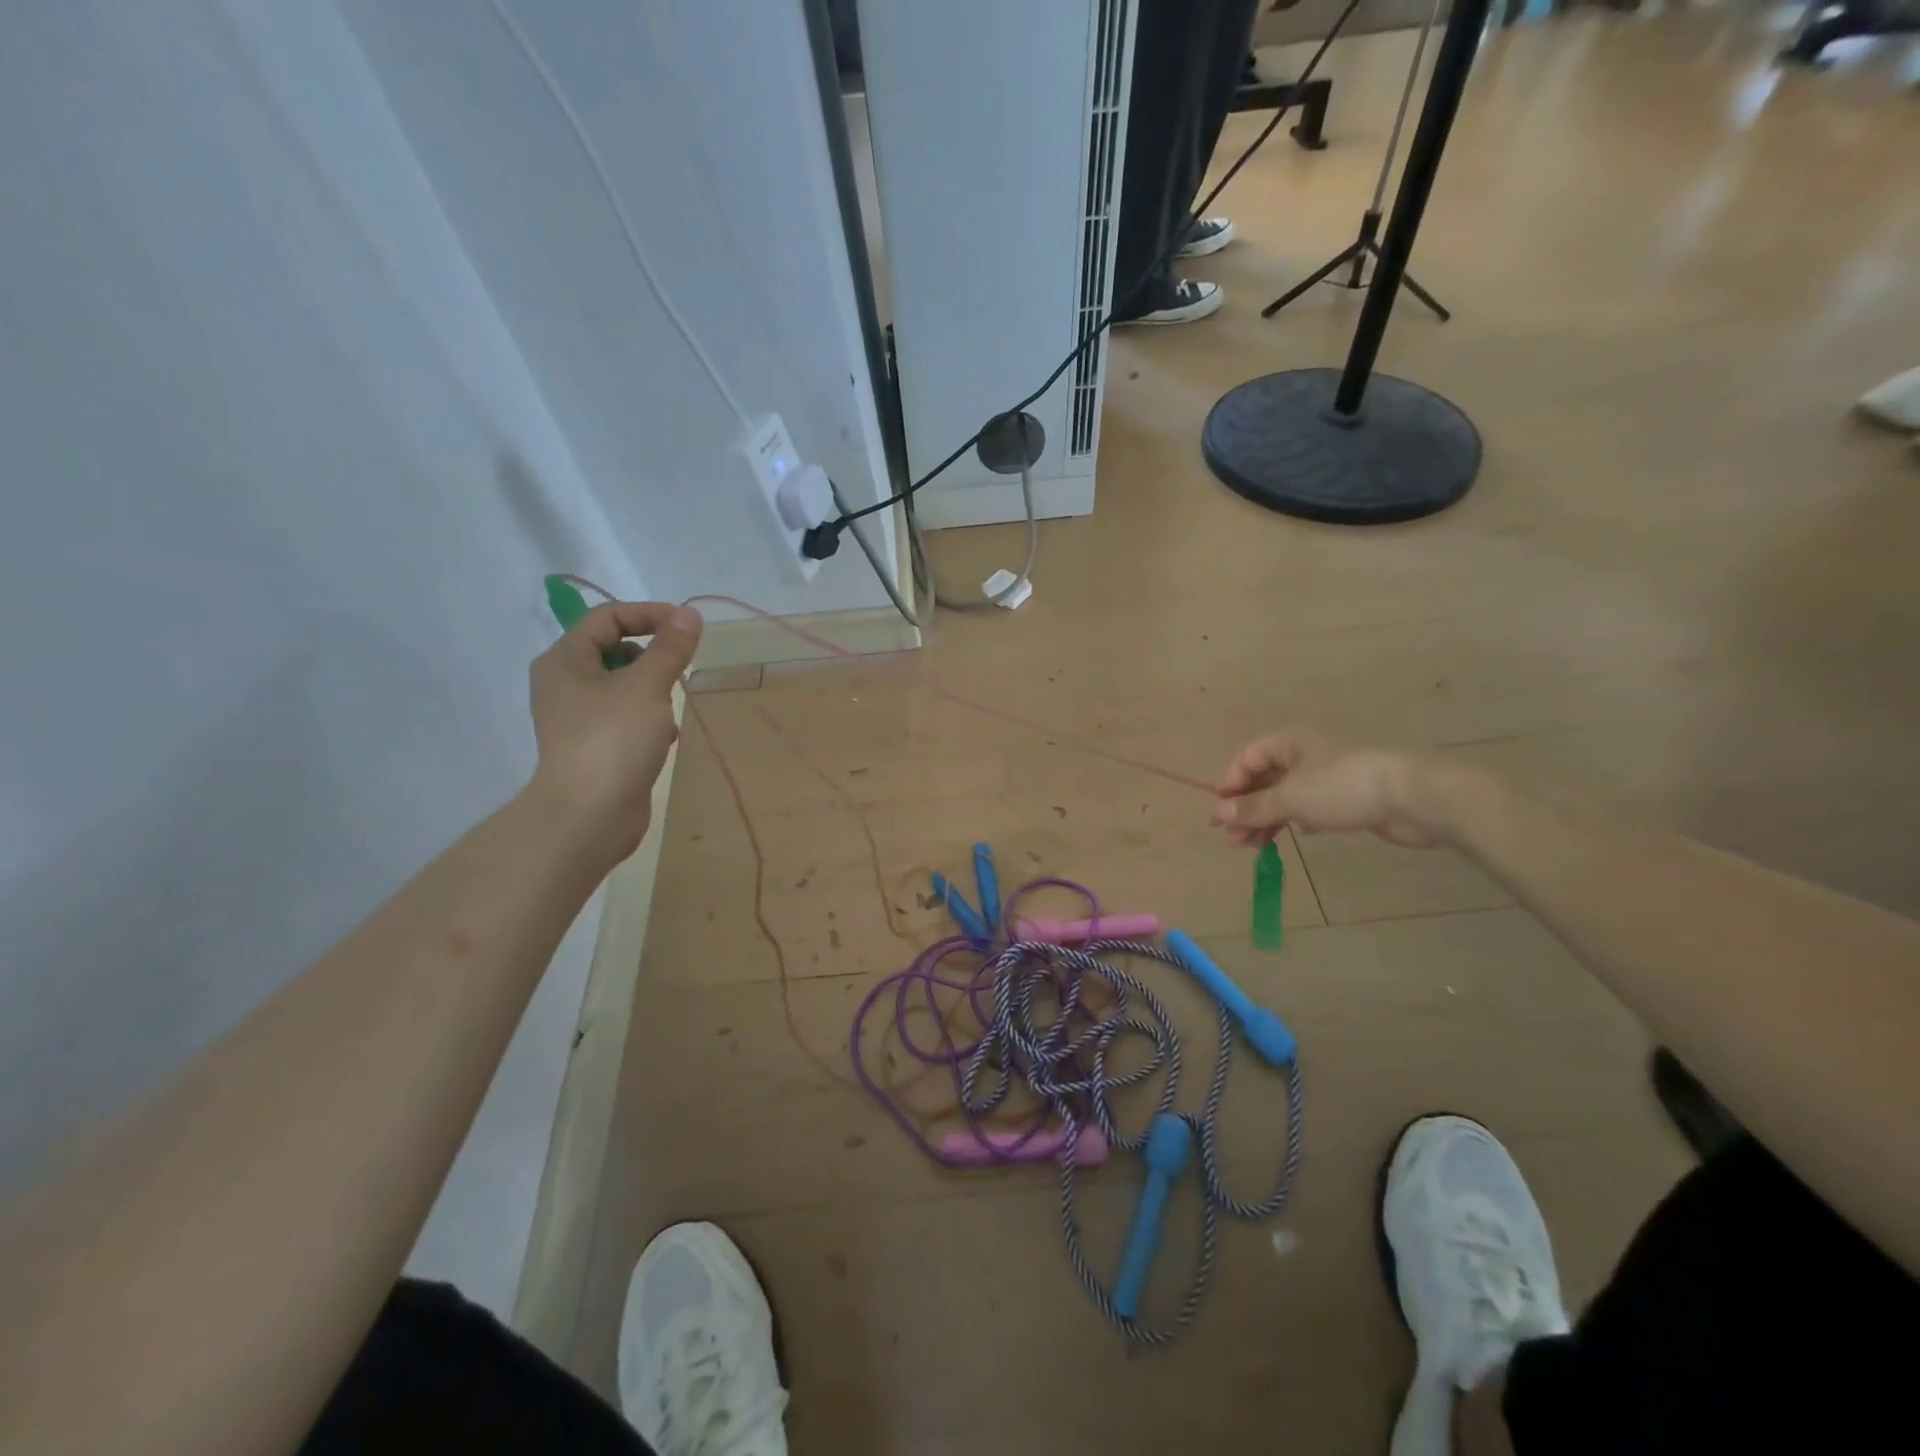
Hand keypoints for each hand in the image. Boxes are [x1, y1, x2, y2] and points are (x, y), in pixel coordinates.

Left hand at [527, 600, 702, 858]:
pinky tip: (665, 737)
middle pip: (614, 649)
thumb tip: (689, 614)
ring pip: (623, 686)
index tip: (687, 627)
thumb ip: (671, 648)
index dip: (649, 614)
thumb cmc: (613, 740)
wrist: (589, 816)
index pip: (607, 617)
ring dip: (653, 689)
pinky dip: (649, 719)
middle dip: (653, 655)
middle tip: (680, 670)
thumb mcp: (648, 686)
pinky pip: (626, 717)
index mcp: (565, 660)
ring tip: (672, 705)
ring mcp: (578, 718)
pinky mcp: (594, 746)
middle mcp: (565, 684)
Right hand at [1210, 729, 1445, 849]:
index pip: (1247, 760)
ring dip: (1267, 820)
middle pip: (1265, 780)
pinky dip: (1296, 821)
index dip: (1230, 786)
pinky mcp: (1349, 797)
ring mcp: (1329, 776)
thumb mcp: (1290, 798)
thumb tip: (1219, 814)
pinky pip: (1311, 807)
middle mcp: (1307, 754)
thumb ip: (1253, 807)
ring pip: (1287, 797)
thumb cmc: (1342, 787)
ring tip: (1253, 847)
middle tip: (1233, 840)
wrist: (1414, 797)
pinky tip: (1293, 837)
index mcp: (1290, 743)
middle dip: (1247, 809)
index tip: (1220, 817)